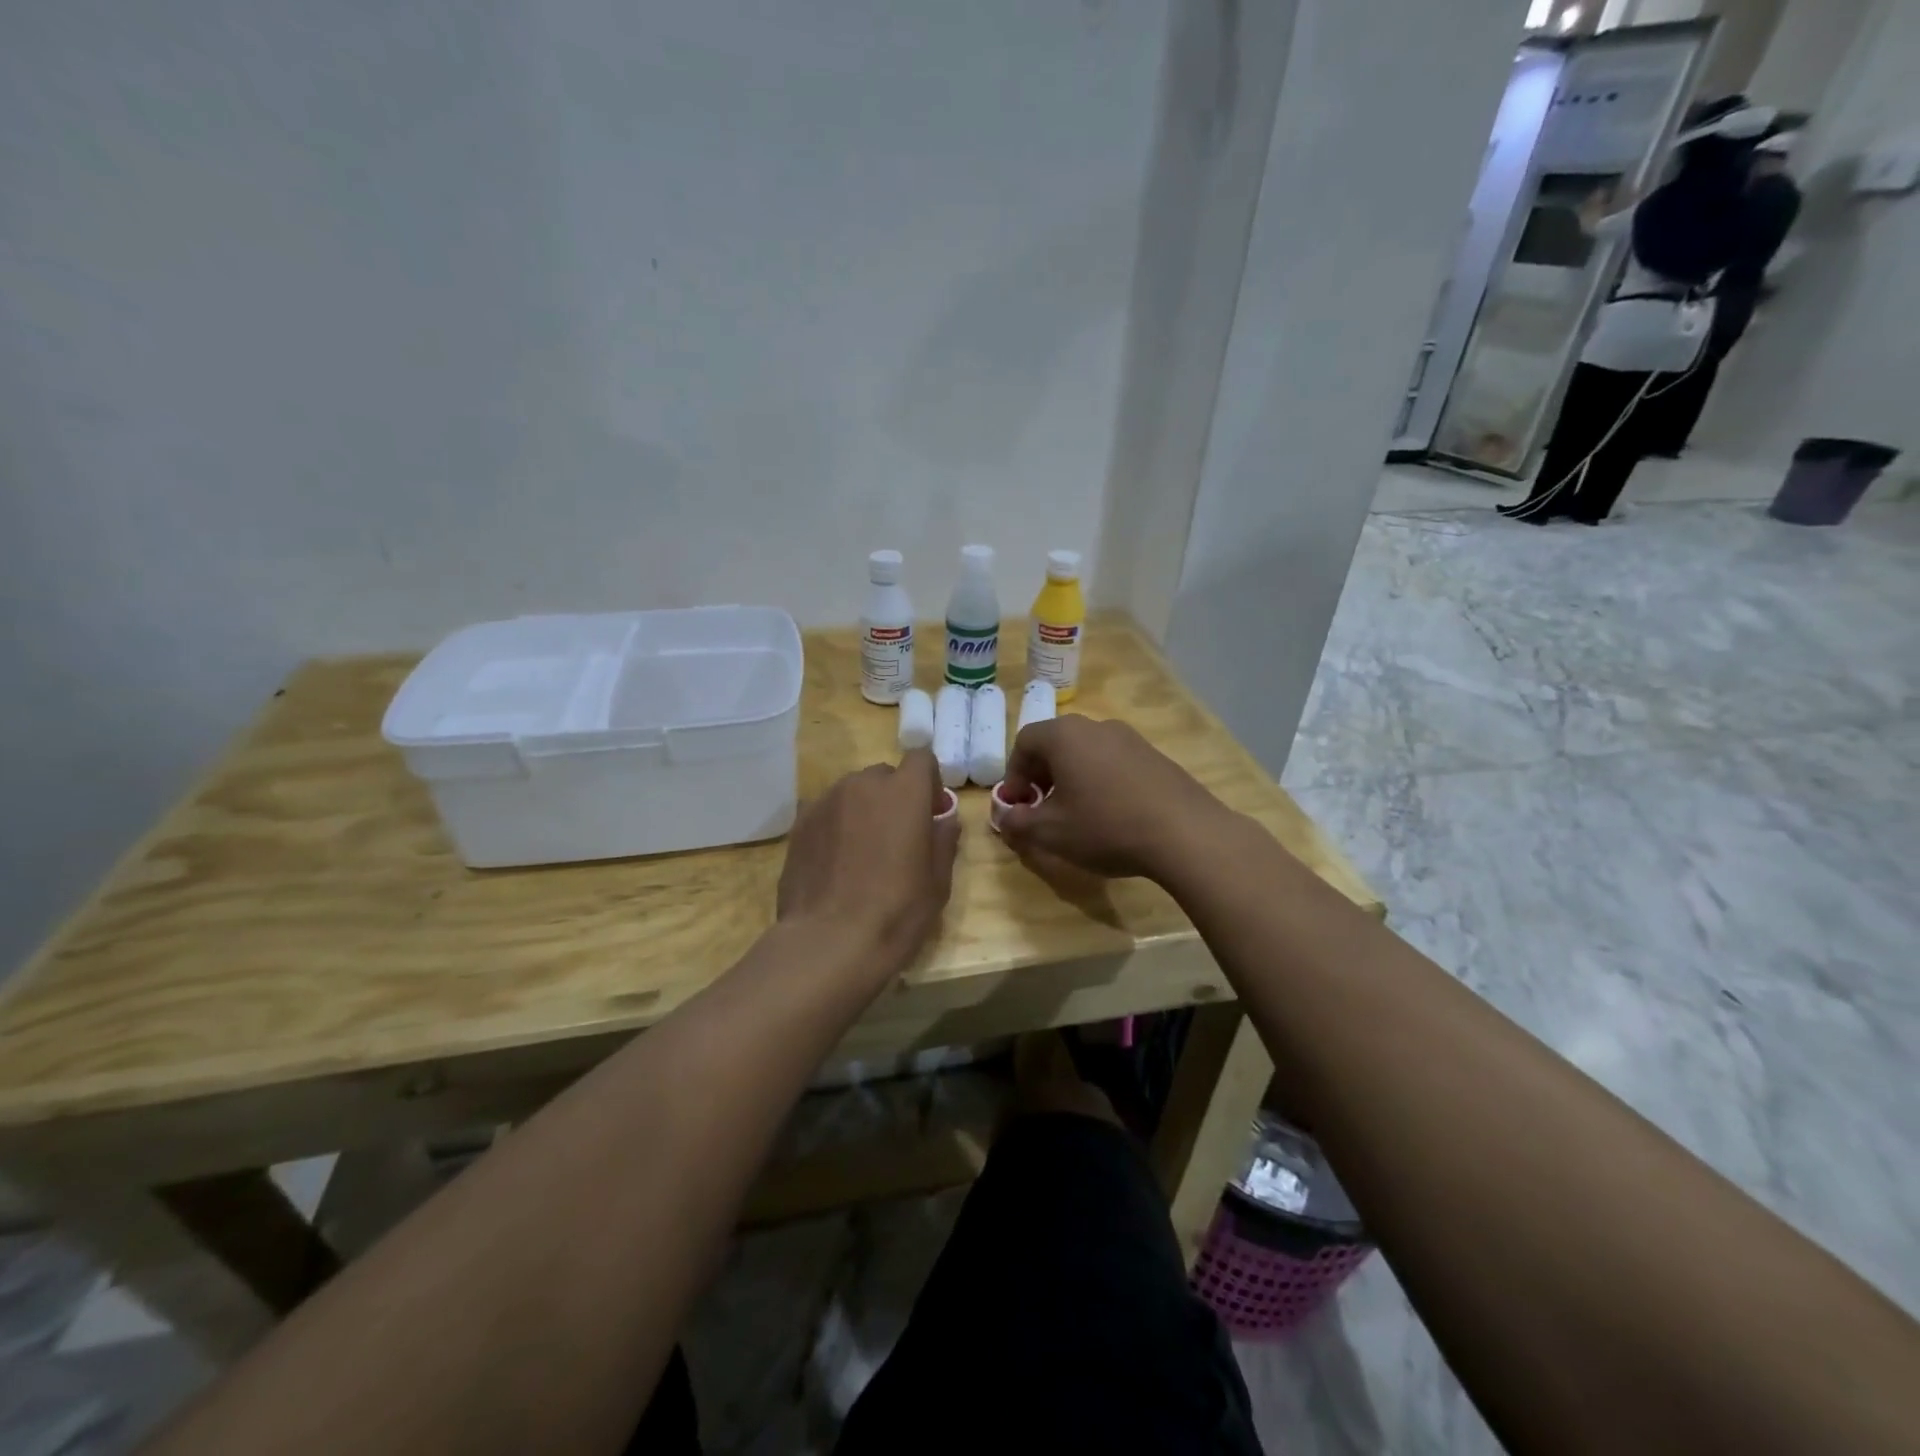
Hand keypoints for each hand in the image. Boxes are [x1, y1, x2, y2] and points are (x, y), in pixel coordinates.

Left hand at [777, 748, 959, 976]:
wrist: (828, 942)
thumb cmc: (896, 911)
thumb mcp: (937, 882)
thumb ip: (943, 840)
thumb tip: (944, 820)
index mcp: (904, 792)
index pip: (921, 759)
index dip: (928, 782)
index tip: (930, 813)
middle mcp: (862, 784)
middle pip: (884, 776)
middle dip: (895, 797)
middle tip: (897, 837)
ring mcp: (826, 801)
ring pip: (852, 792)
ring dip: (863, 810)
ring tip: (863, 853)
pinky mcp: (799, 824)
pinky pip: (827, 812)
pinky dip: (836, 826)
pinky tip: (836, 863)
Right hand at [995, 716, 1236, 881]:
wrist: (1184, 833)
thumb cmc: (1105, 827)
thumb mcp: (1050, 832)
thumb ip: (1018, 822)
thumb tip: (1006, 818)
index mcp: (1064, 735)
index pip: (1024, 742)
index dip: (1014, 774)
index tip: (1019, 805)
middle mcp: (1096, 726)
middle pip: (1056, 743)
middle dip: (1042, 775)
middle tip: (1042, 808)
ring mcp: (1130, 738)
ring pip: (1086, 752)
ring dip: (1072, 778)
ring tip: (1077, 813)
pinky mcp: (1155, 755)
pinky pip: (1114, 762)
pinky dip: (1101, 781)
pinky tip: (1111, 813)